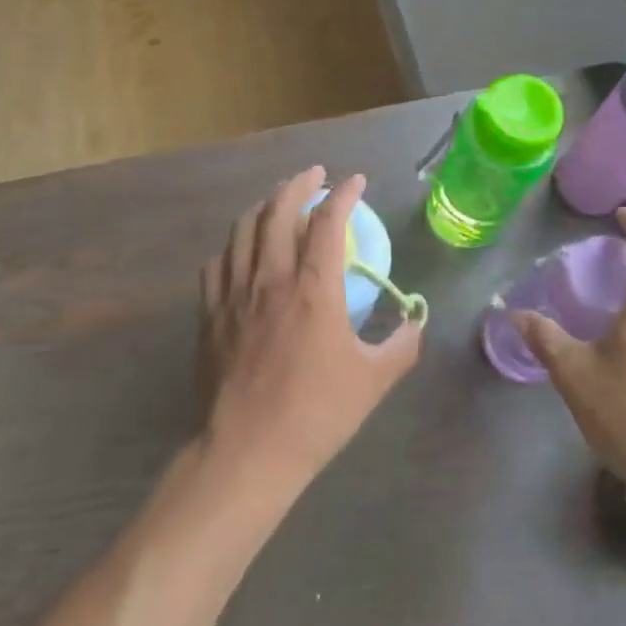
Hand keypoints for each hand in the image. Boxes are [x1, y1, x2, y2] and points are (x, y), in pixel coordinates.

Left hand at [197, 168, 423, 500]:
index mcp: (313, 288)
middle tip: (314, 175)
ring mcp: (234, 293)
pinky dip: (234, 244)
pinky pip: (217, 262)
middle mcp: (271, 278)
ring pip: (243, 229)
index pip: (329, 221)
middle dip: (298, 183)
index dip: (344, 194)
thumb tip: (415, 321)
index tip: (356, 181)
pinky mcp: (210, 313)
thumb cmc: (316, 413)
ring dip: (264, 205)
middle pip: (278, 210)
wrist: (247, 451)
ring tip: (278, 199)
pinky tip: (242, 249)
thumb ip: (402, 344)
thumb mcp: (374, 379)